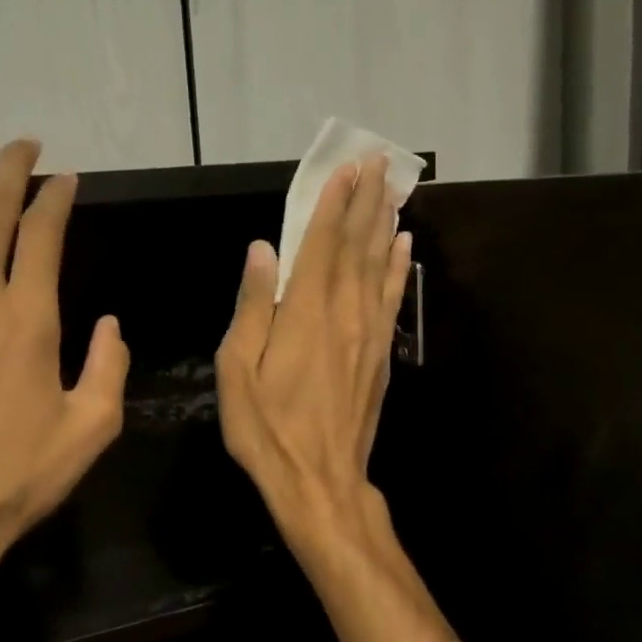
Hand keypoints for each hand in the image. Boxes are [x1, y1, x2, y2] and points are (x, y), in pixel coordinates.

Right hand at [215, 153, 411, 536]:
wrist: (319, 480)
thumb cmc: (267, 427)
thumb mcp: (237, 369)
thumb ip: (253, 305)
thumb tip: (261, 250)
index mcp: (305, 312)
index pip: (321, 243)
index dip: (333, 203)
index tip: (345, 169)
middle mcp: (344, 312)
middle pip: (357, 245)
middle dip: (366, 200)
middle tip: (378, 161)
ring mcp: (369, 333)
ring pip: (380, 265)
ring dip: (385, 223)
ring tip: (394, 189)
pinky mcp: (382, 354)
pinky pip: (392, 298)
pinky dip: (399, 267)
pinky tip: (404, 246)